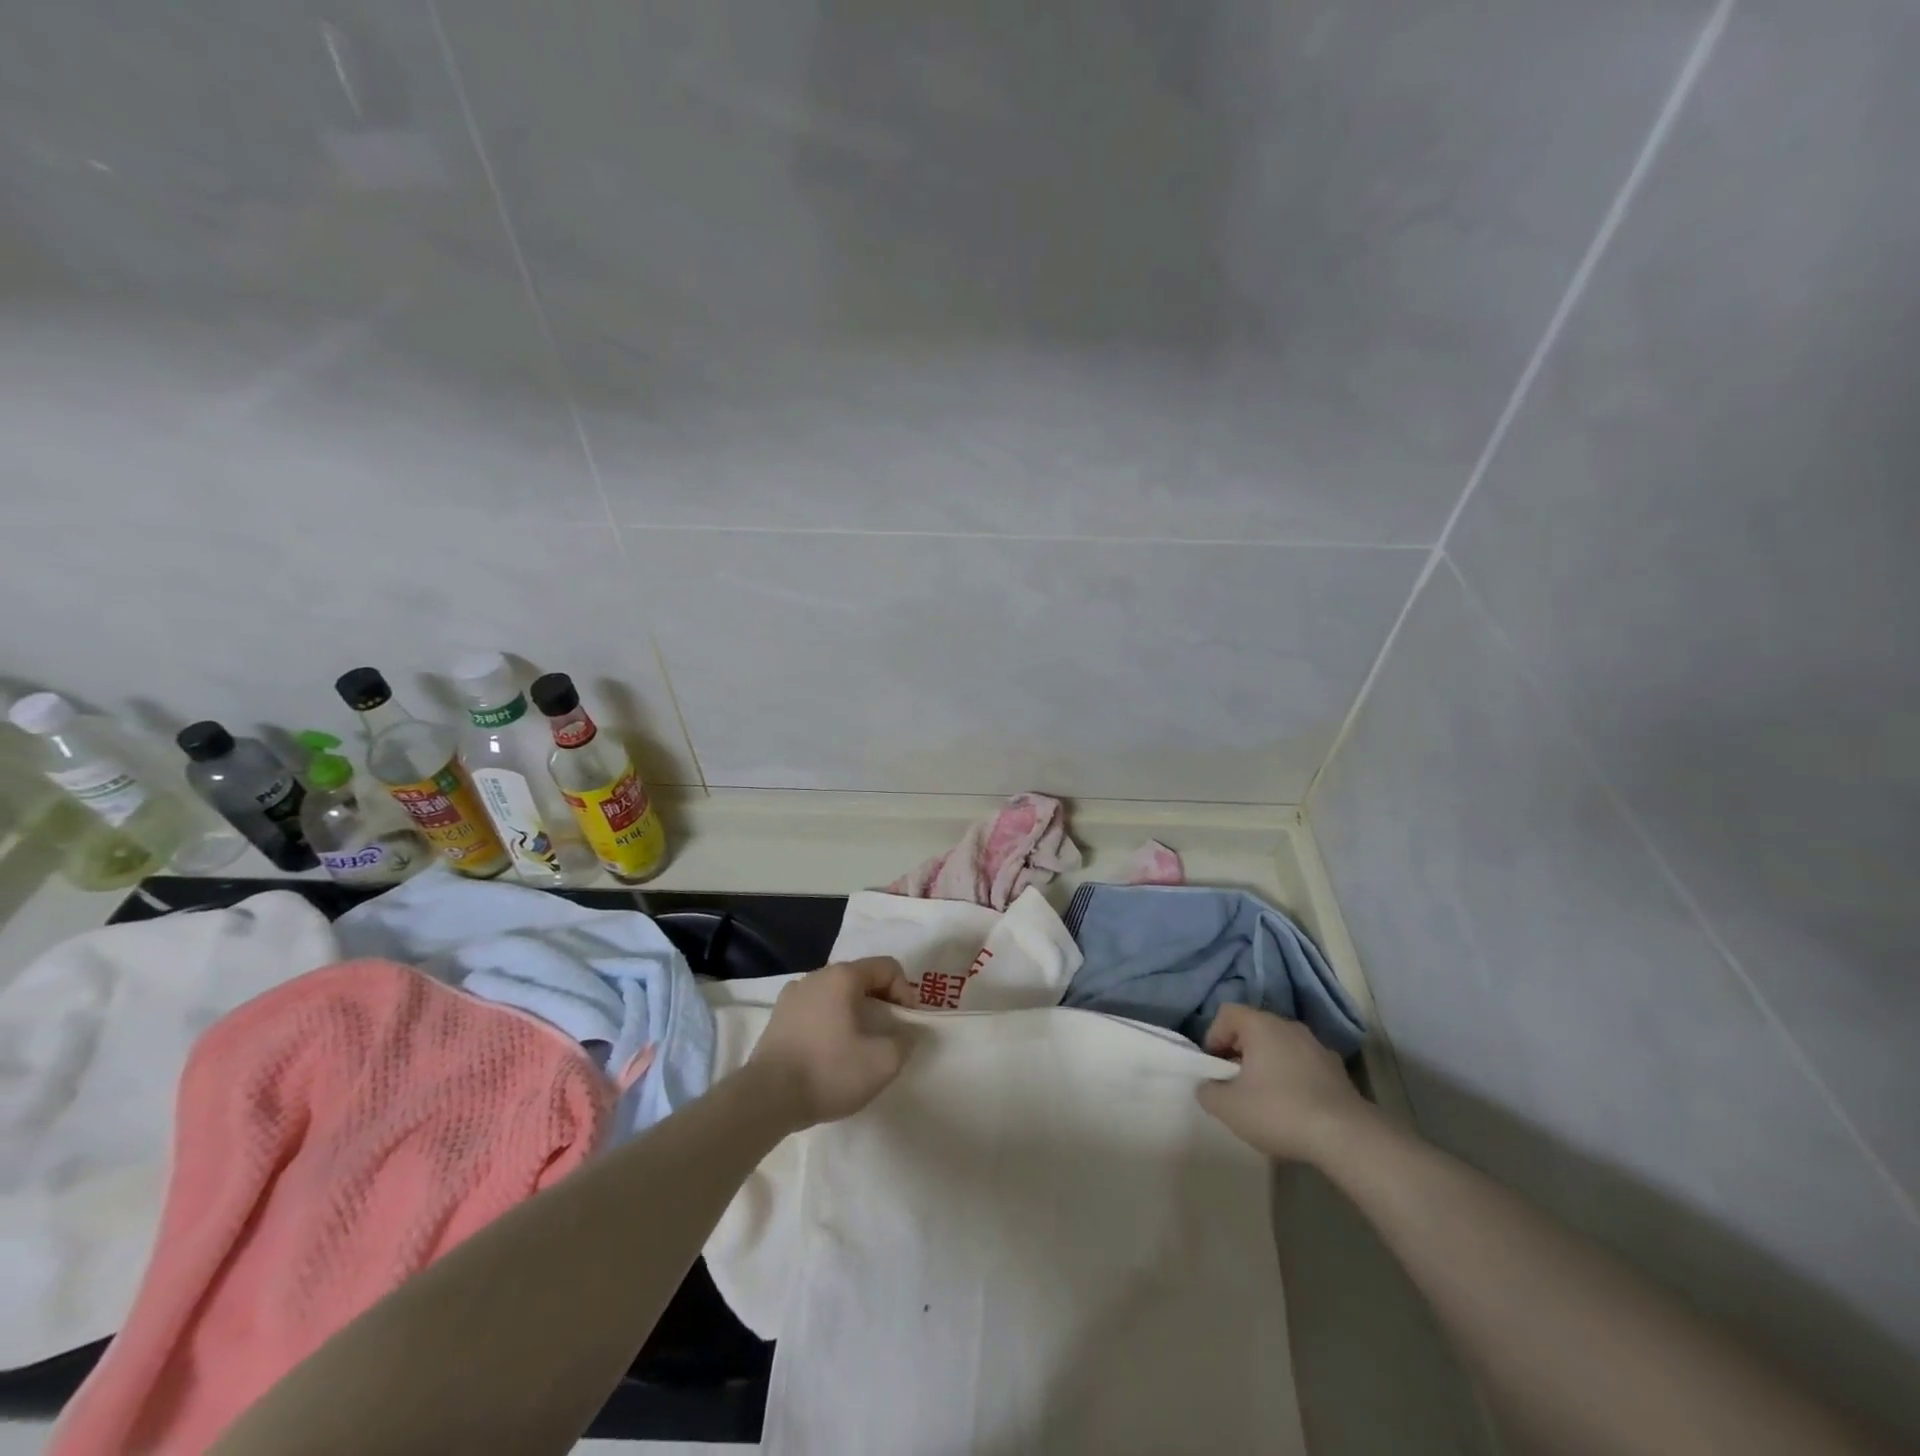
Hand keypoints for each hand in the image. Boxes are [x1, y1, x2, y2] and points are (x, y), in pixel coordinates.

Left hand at [749, 957, 918, 1128]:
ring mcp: (792, 995)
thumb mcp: (883, 1062)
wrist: (766, 1099)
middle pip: (861, 978)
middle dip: (881, 1002)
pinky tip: (829, 1051)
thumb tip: (906, 1032)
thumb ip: (905, 1041)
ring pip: (836, 994)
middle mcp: (816, 976)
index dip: (906, 992)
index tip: (907, 1024)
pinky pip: (815, 1009)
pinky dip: (830, 1022)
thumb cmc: (828, 1072)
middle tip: (888, 1034)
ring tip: (859, 1045)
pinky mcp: (778, 1017)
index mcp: (842, 976)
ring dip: (855, 1012)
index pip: (887, 967)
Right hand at [1196, 1005, 1369, 1162]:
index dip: (1213, 1036)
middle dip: (1239, 1052)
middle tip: (1234, 1083)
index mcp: (1261, 1025)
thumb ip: (1207, 1091)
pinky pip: (1302, 1064)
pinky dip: (1291, 1077)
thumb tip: (1207, 1085)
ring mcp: (1317, 1046)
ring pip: (1280, 1046)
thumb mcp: (1228, 1107)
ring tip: (1263, 1098)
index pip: (1227, 1013)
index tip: (1215, 1067)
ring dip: (1266, 1065)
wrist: (1346, 1137)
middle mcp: (1289, 1026)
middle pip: (1253, 1028)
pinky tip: (1293, 1107)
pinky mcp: (1337, 1070)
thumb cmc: (1279, 1111)